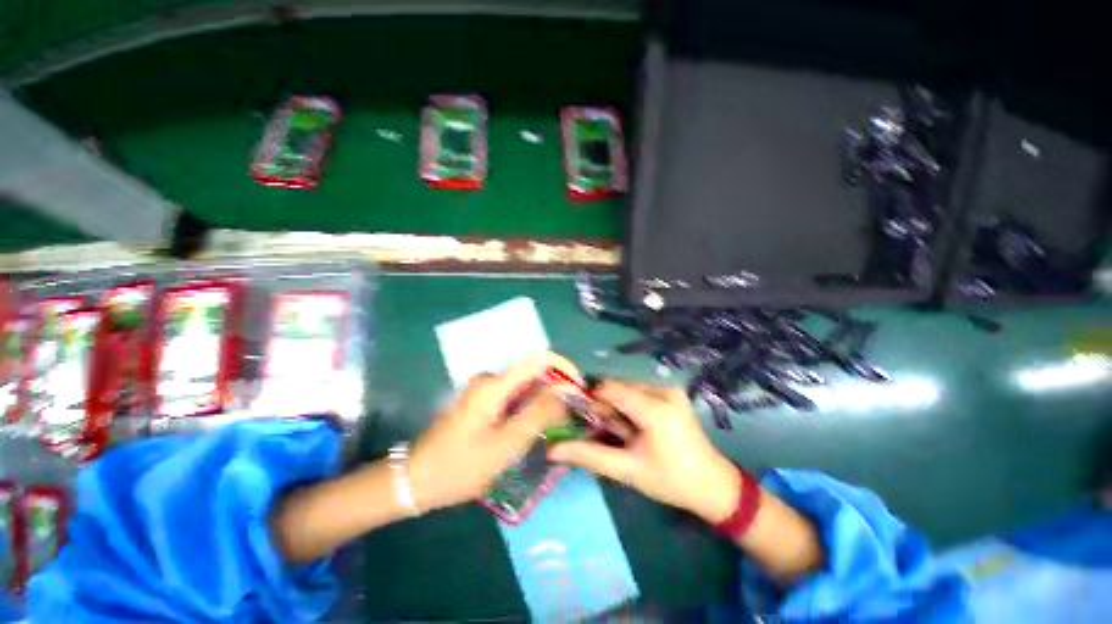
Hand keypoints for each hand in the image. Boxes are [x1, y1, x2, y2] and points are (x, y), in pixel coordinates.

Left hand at [408, 352, 580, 511]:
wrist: (416, 481)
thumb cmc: (461, 466)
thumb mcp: (506, 444)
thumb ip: (539, 414)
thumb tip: (567, 390)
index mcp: (495, 384)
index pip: (540, 360)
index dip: (565, 368)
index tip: (579, 390)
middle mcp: (491, 379)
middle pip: (534, 374)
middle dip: (556, 390)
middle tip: (570, 418)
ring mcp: (485, 390)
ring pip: (525, 388)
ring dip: (544, 402)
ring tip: (556, 428)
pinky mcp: (482, 402)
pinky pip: (514, 397)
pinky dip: (529, 409)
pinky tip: (534, 430)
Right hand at [548, 381, 739, 523]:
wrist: (714, 486)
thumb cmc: (670, 481)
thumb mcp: (627, 470)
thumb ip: (589, 455)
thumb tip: (552, 450)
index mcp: (655, 408)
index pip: (610, 389)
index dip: (592, 402)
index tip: (586, 422)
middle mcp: (663, 390)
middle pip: (618, 389)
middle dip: (607, 410)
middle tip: (610, 435)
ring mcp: (670, 390)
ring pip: (628, 392)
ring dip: (619, 410)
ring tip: (626, 436)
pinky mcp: (673, 394)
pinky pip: (640, 394)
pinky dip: (631, 409)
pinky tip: (638, 430)